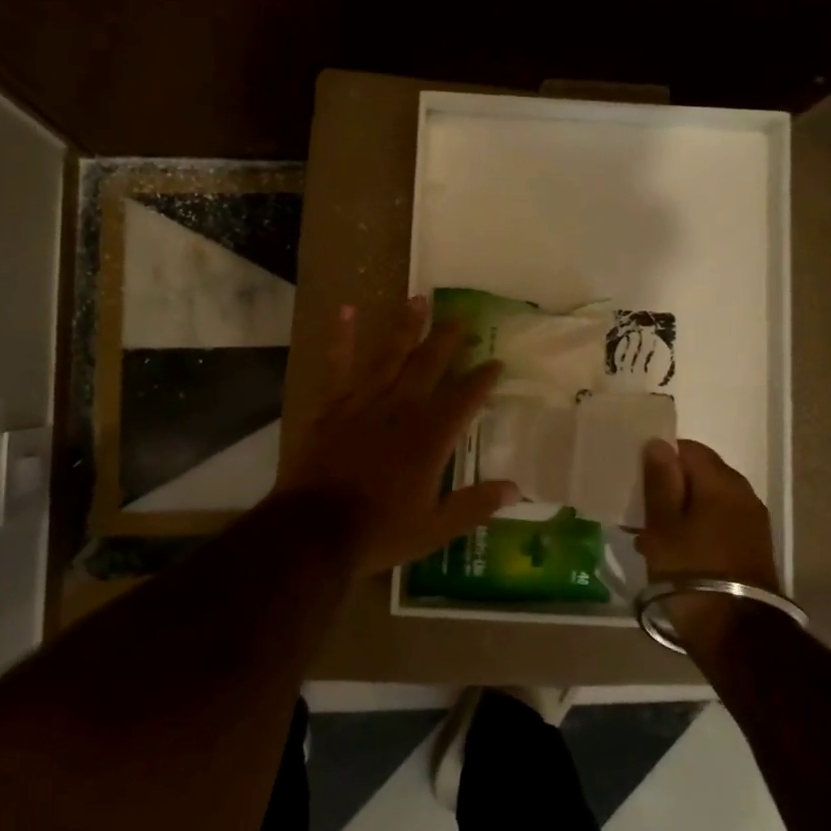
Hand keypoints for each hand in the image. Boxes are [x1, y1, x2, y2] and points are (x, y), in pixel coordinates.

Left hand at [271, 297, 517, 574]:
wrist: (314, 530)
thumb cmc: (379, 531)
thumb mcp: (435, 528)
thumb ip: (475, 505)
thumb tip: (516, 489)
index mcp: (430, 437)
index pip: (464, 399)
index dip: (482, 379)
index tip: (496, 360)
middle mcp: (401, 409)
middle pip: (429, 366)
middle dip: (448, 340)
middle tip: (461, 317)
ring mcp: (364, 402)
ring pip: (390, 356)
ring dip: (406, 327)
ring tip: (418, 300)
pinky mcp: (332, 406)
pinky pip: (339, 364)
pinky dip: (343, 336)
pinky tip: (348, 310)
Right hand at [637, 439, 778, 591]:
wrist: (737, 635)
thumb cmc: (691, 572)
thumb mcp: (663, 525)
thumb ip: (660, 481)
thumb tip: (658, 443)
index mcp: (721, 482)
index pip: (687, 448)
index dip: (659, 457)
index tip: (636, 478)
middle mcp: (743, 495)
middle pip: (699, 474)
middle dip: (668, 486)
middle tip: (638, 508)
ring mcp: (752, 523)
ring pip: (707, 501)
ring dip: (680, 510)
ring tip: (649, 534)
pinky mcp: (752, 548)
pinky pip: (717, 523)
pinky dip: (694, 528)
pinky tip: (672, 552)